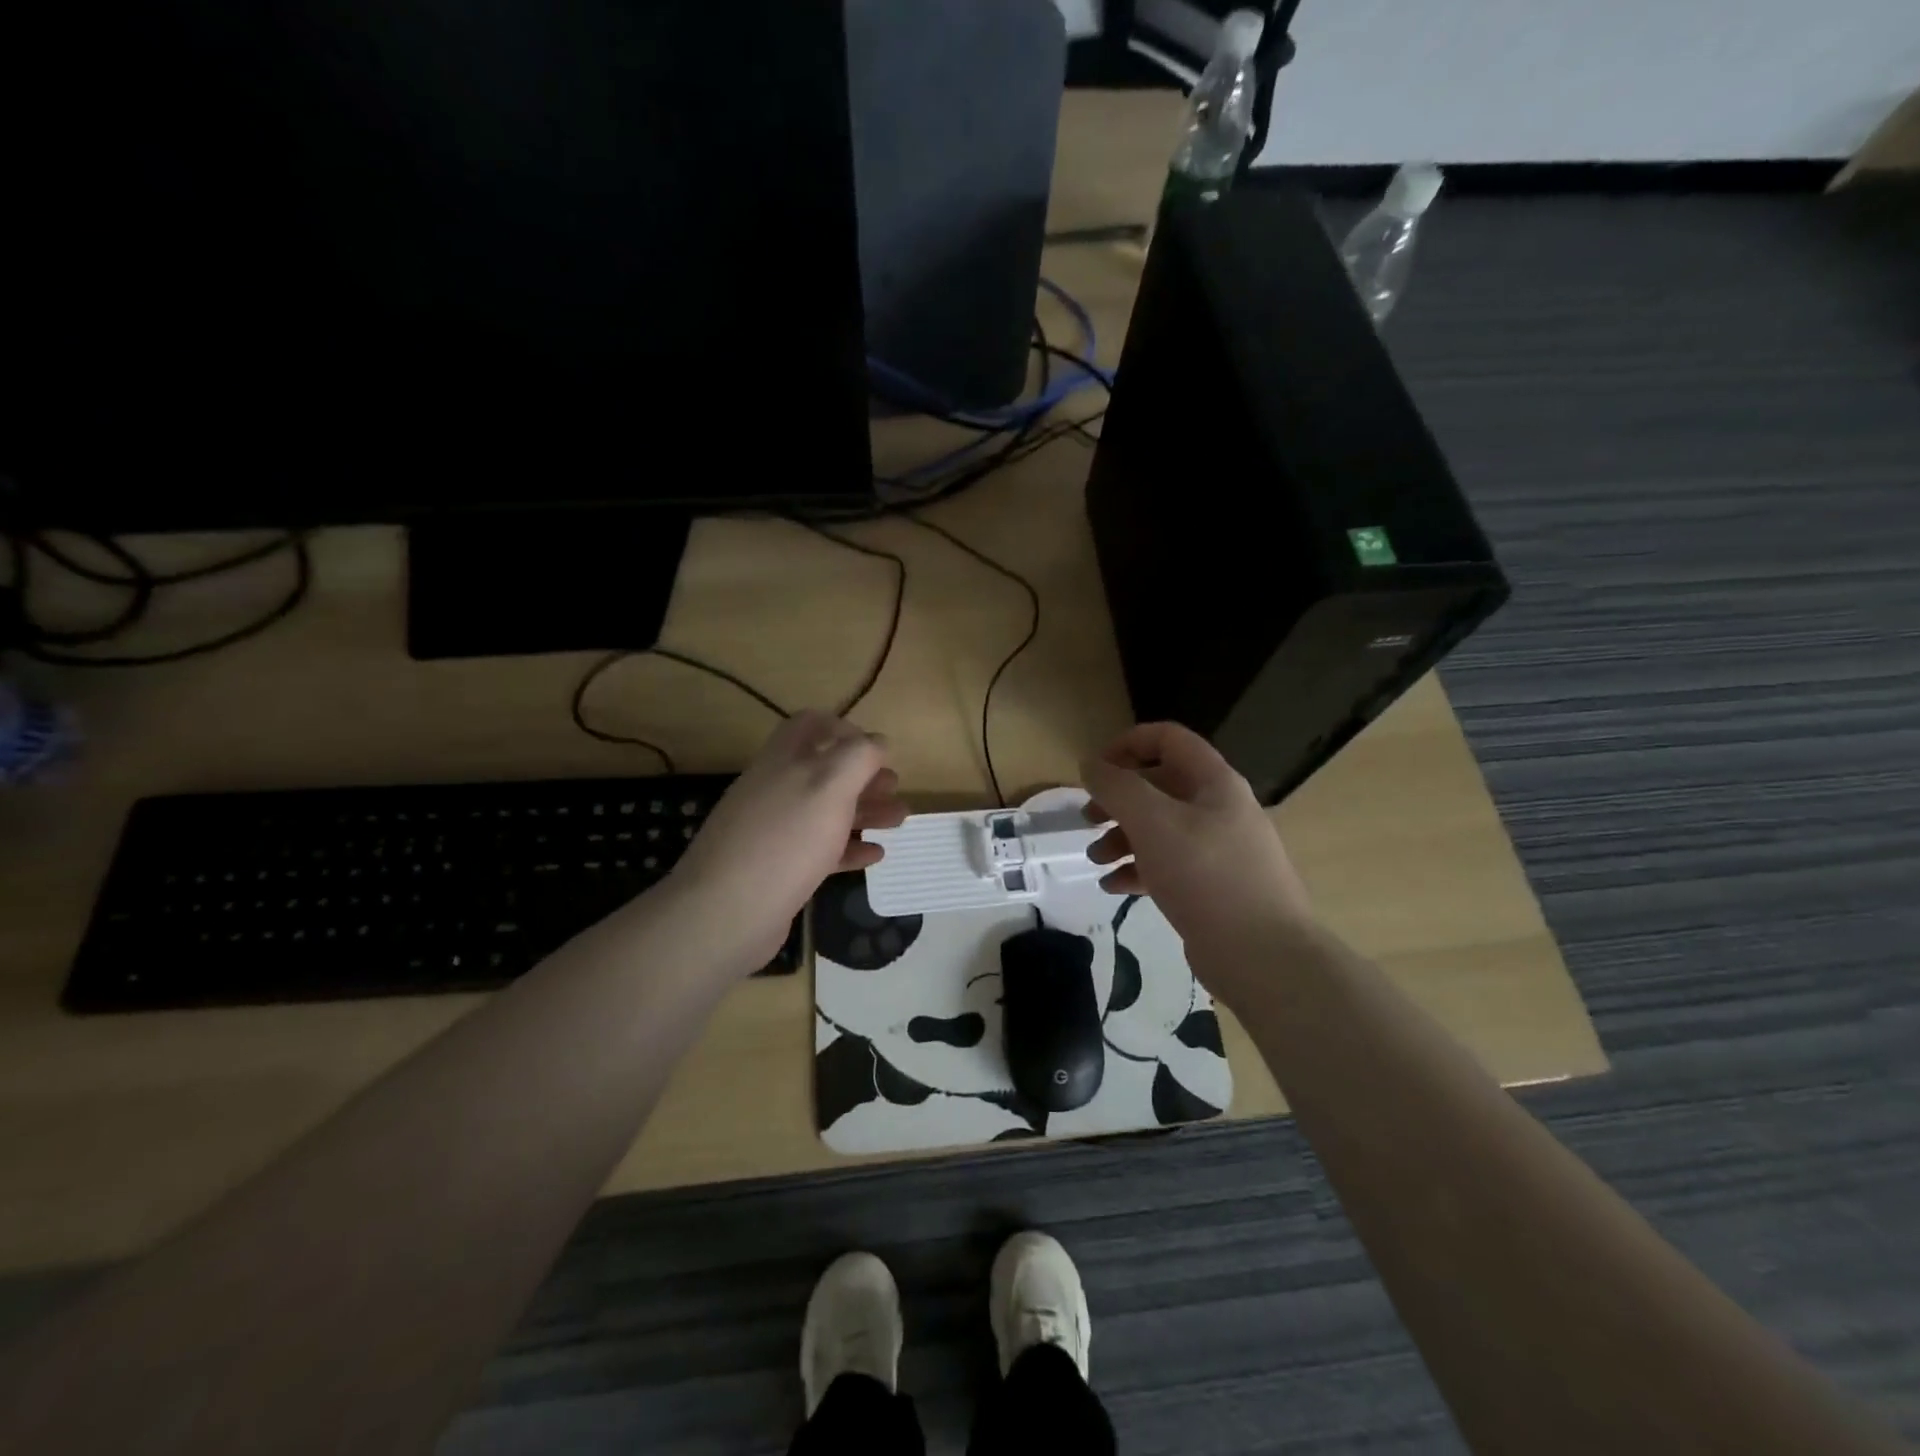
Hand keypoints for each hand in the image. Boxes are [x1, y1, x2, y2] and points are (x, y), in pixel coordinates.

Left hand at [671, 711, 906, 969]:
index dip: (845, 729)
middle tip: (894, 787)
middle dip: (863, 775)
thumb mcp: (830, 785)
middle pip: (824, 770)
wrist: (727, 912)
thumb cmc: (785, 840)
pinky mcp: (777, 868)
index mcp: (784, 759)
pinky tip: (874, 855)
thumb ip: (858, 757)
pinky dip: (848, 848)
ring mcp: (773, 830)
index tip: (877, 750)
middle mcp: (775, 788)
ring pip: (825, 811)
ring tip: (899, 820)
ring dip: (864, 810)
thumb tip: (878, 742)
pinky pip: (819, 850)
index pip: (811, 724)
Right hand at [1082, 723, 1312, 985]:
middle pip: (1159, 786)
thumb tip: (1090, 764)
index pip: (1168, 739)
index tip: (1093, 770)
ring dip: (1122, 837)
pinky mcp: (1213, 887)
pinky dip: (1139, 869)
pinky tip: (1114, 887)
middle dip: (1117, 799)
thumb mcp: (1152, 822)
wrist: (1263, 955)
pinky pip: (1168, 865)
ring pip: (1161, 828)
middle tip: (1087, 820)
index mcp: (1213, 782)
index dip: (1126, 745)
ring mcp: (1219, 849)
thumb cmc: (1206, 875)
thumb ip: (1116, 787)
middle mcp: (1219, 808)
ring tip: (1096, 859)